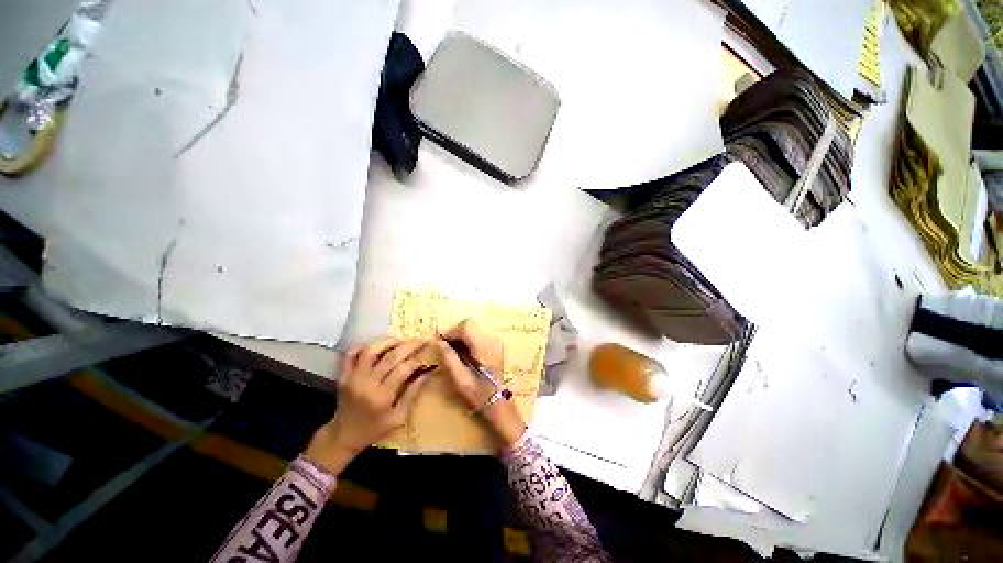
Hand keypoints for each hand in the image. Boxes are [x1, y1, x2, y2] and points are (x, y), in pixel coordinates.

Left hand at [306, 338, 433, 473]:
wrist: (343, 436)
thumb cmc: (374, 429)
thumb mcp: (398, 417)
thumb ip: (412, 393)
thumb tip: (427, 372)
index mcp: (382, 397)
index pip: (403, 369)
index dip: (418, 359)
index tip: (428, 352)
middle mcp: (366, 384)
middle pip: (390, 357)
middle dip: (409, 346)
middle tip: (420, 340)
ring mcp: (352, 378)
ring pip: (371, 351)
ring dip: (388, 342)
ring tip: (400, 341)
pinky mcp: (343, 375)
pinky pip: (351, 354)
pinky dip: (364, 346)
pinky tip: (377, 347)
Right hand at [436, 319, 526, 448]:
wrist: (499, 402)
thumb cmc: (478, 393)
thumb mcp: (460, 379)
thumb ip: (449, 358)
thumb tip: (438, 343)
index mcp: (483, 346)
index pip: (465, 326)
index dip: (451, 332)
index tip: (441, 342)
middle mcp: (491, 340)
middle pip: (470, 325)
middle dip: (456, 334)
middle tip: (446, 348)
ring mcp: (495, 342)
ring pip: (474, 329)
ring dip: (462, 337)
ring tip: (454, 352)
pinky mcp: (496, 345)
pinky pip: (479, 336)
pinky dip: (469, 340)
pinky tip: (465, 354)